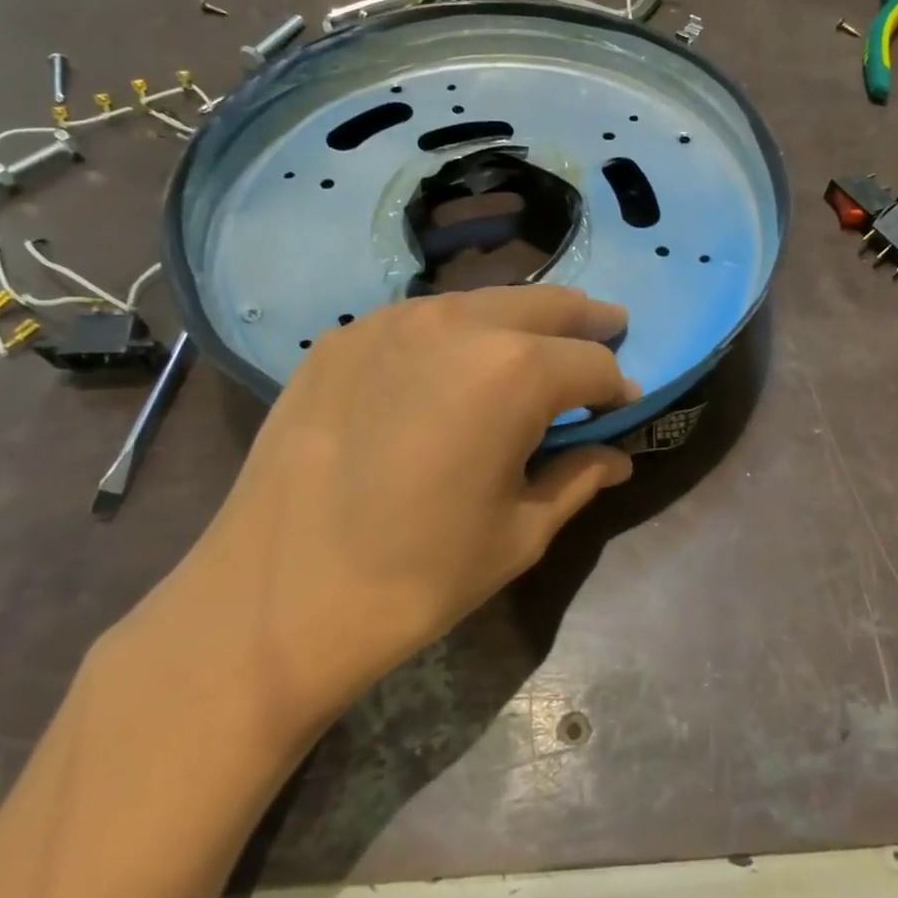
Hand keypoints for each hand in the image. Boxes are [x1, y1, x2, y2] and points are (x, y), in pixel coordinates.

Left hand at [169, 285, 637, 728]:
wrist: (276, 596)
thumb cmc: (417, 575)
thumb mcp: (519, 534)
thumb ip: (577, 479)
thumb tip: (616, 456)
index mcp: (515, 372)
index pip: (594, 364)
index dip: (617, 388)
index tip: (621, 409)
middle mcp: (458, 324)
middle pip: (546, 305)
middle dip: (585, 322)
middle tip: (608, 330)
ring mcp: (392, 321)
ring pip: (482, 301)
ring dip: (520, 321)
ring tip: (532, 346)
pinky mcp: (343, 337)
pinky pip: (420, 320)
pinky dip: (454, 334)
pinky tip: (448, 368)